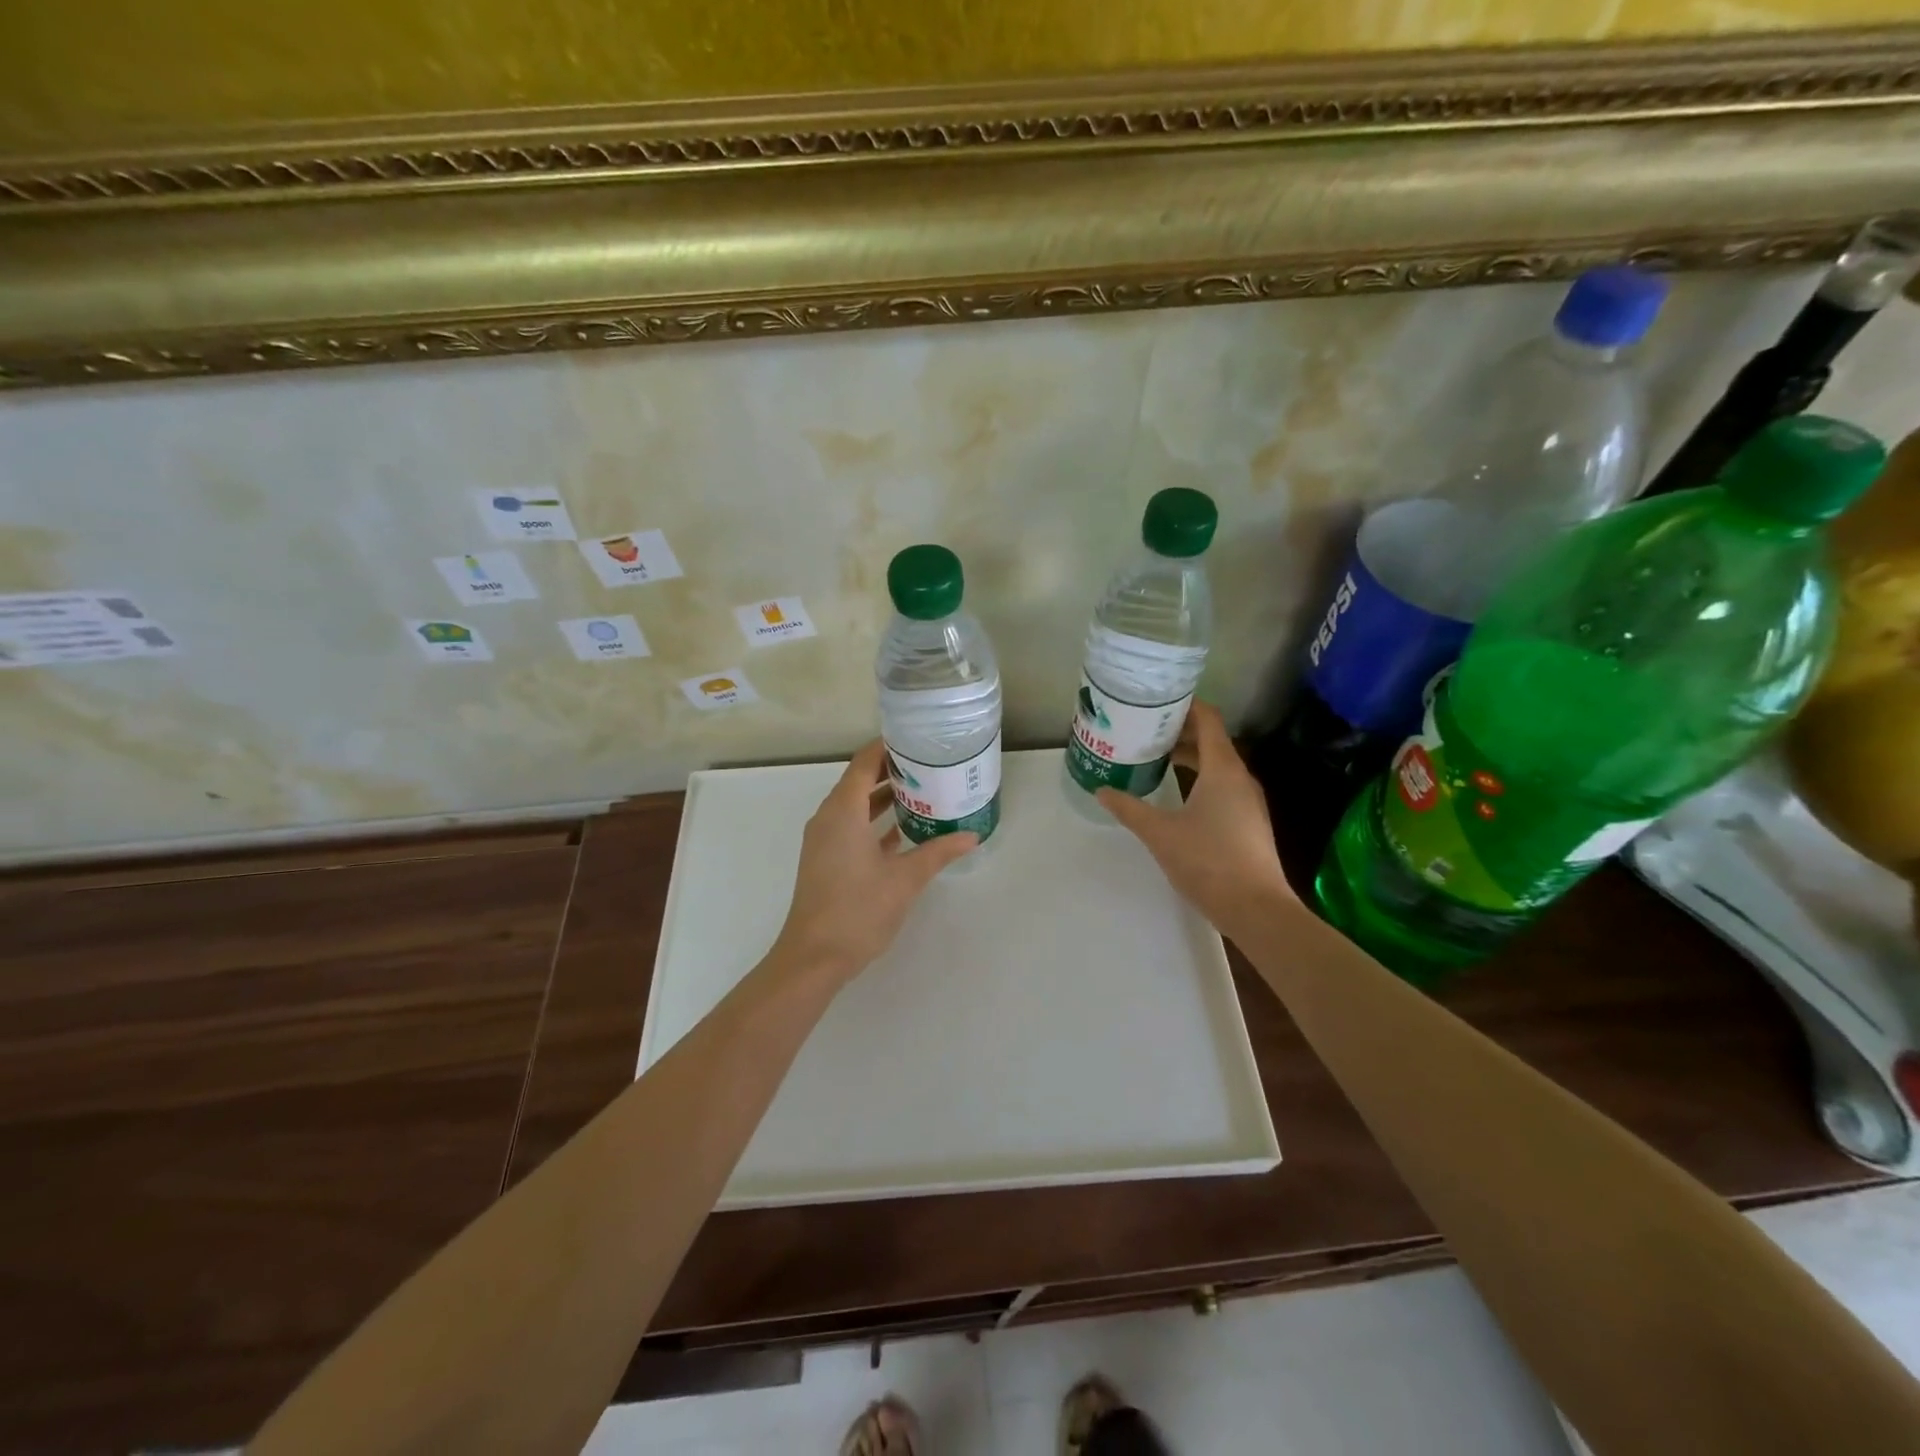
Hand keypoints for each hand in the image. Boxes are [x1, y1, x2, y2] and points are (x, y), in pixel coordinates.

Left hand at [771, 740, 977, 983]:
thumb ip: (938, 851)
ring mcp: (824, 840)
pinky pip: (850, 826)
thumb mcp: (905, 879)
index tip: (917, 739)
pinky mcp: (825, 859)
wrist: (814, 957)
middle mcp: (828, 818)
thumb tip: (972, 835)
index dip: (888, 747)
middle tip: (929, 764)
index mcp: (843, 811)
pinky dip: (873, 821)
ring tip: (922, 791)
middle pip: (858, 780)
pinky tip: (903, 829)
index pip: (864, 762)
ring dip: (883, 797)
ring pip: (854, 805)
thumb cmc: (858, 910)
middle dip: (891, 770)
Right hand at [1097, 702, 1294, 936]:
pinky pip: (1223, 786)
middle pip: (1212, 740)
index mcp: (1223, 769)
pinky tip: (1178, 796)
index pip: (1208, 720)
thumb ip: (1129, 808)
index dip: (1185, 705)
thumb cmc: (1208, 861)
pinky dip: (1200, 779)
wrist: (1256, 909)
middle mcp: (1240, 777)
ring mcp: (1249, 801)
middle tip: (1146, 731)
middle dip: (1180, 732)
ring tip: (1156, 759)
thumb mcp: (1159, 833)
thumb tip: (1102, 790)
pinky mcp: (1249, 822)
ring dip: (1190, 757)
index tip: (1156, 702)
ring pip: (1218, 765)